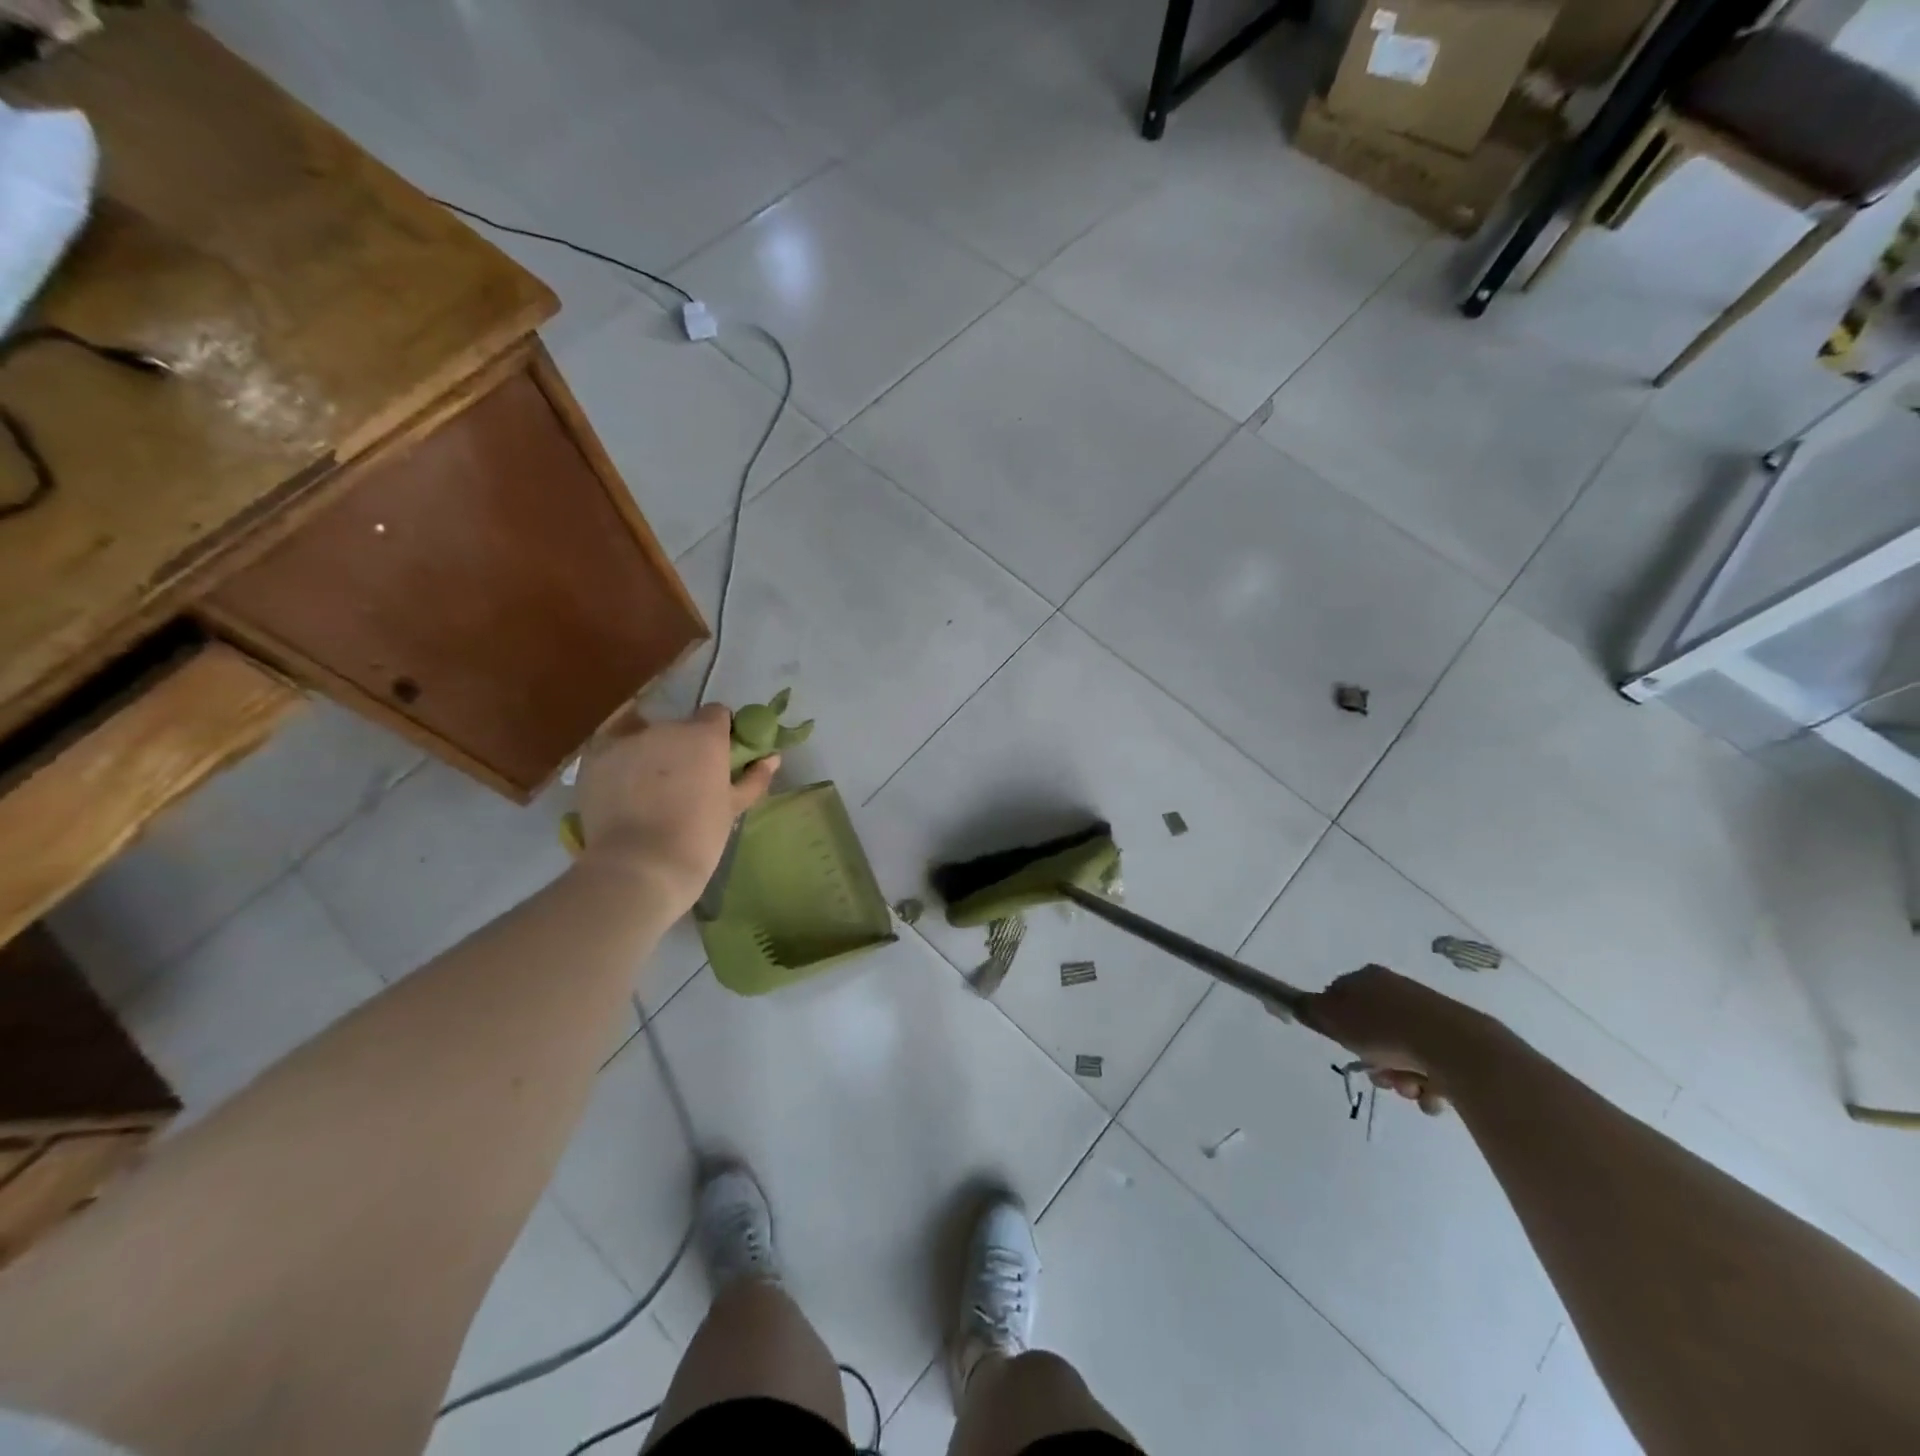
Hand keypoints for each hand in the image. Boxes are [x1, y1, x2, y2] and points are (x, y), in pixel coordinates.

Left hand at [574, 705, 777, 909]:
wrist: (640, 867)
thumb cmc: (698, 838)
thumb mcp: (732, 808)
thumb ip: (754, 778)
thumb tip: (772, 757)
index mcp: (705, 735)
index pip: (716, 714)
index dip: (718, 733)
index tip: (716, 758)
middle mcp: (665, 728)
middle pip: (678, 726)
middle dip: (682, 746)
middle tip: (682, 780)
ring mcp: (626, 741)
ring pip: (643, 736)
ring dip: (649, 754)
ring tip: (648, 790)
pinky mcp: (594, 759)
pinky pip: (612, 751)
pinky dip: (619, 765)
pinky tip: (623, 793)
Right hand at [1305, 965, 1501, 1115]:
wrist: (1457, 1048)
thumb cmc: (1385, 1030)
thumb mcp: (1333, 1018)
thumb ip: (1309, 1009)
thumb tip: (1294, 1001)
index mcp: (1368, 978)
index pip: (1340, 997)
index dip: (1337, 1025)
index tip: (1343, 1044)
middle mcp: (1398, 990)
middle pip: (1372, 1031)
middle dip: (1373, 1059)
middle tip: (1378, 1074)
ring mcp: (1430, 1015)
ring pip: (1402, 1052)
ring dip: (1400, 1077)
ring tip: (1409, 1088)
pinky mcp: (1457, 1040)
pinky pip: (1432, 1066)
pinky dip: (1428, 1083)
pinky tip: (1431, 1092)